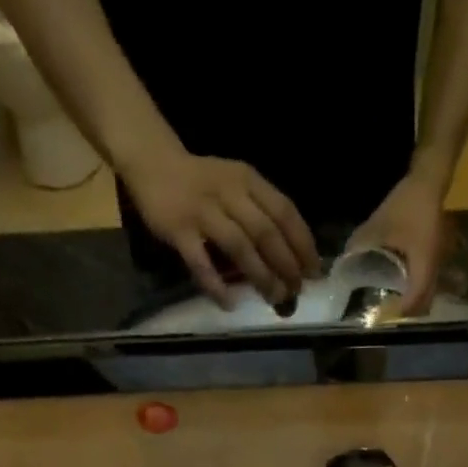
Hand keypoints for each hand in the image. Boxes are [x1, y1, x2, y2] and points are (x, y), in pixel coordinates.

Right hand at [124, 149, 320, 308]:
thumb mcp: (237, 185)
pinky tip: (229, 303)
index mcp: (248, 181)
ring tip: (274, 298)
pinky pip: (200, 262)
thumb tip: (289, 258)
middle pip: (265, 232)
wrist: (153, 163)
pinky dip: (216, 285)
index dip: (302, 244)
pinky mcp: (179, 230)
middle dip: (286, 265)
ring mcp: (203, 211)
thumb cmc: (203, 183)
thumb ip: (259, 213)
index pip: (284, 212)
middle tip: (296, 291)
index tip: (314, 272)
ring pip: (239, 246)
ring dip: (260, 275)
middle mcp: (229, 193)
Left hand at [347, 172, 450, 316]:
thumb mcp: (378, 226)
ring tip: (391, 305)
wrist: (428, 182)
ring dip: (412, 303)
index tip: (382, 317)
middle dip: (406, 314)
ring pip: (428, 294)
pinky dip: (415, 291)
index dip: (400, 312)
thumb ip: (360, 245)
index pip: (415, 299)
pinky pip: (427, 282)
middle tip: (385, 316)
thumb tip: (343, 264)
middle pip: (424, 303)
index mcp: (423, 263)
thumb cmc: (406, 205)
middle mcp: (434, 267)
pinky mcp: (436, 258)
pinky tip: (399, 288)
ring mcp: (438, 263)